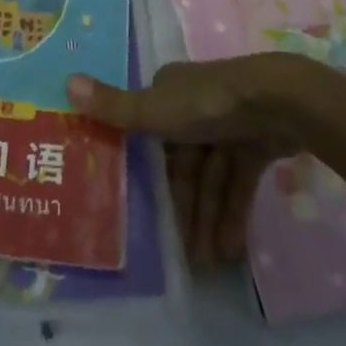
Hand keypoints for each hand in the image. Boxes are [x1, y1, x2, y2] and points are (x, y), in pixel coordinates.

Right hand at [67, 56, 304, 270]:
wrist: (279, 101)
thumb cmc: (208, 104)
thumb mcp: (155, 109)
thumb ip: (114, 107)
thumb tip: (65, 81)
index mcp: (169, 92)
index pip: (149, 134)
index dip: (144, 172)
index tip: (138, 210)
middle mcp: (195, 105)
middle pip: (182, 163)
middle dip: (181, 206)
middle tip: (179, 254)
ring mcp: (229, 124)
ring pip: (210, 177)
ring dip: (207, 218)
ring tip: (207, 264)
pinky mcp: (257, 142)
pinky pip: (238, 182)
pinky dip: (232, 212)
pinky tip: (231, 250)